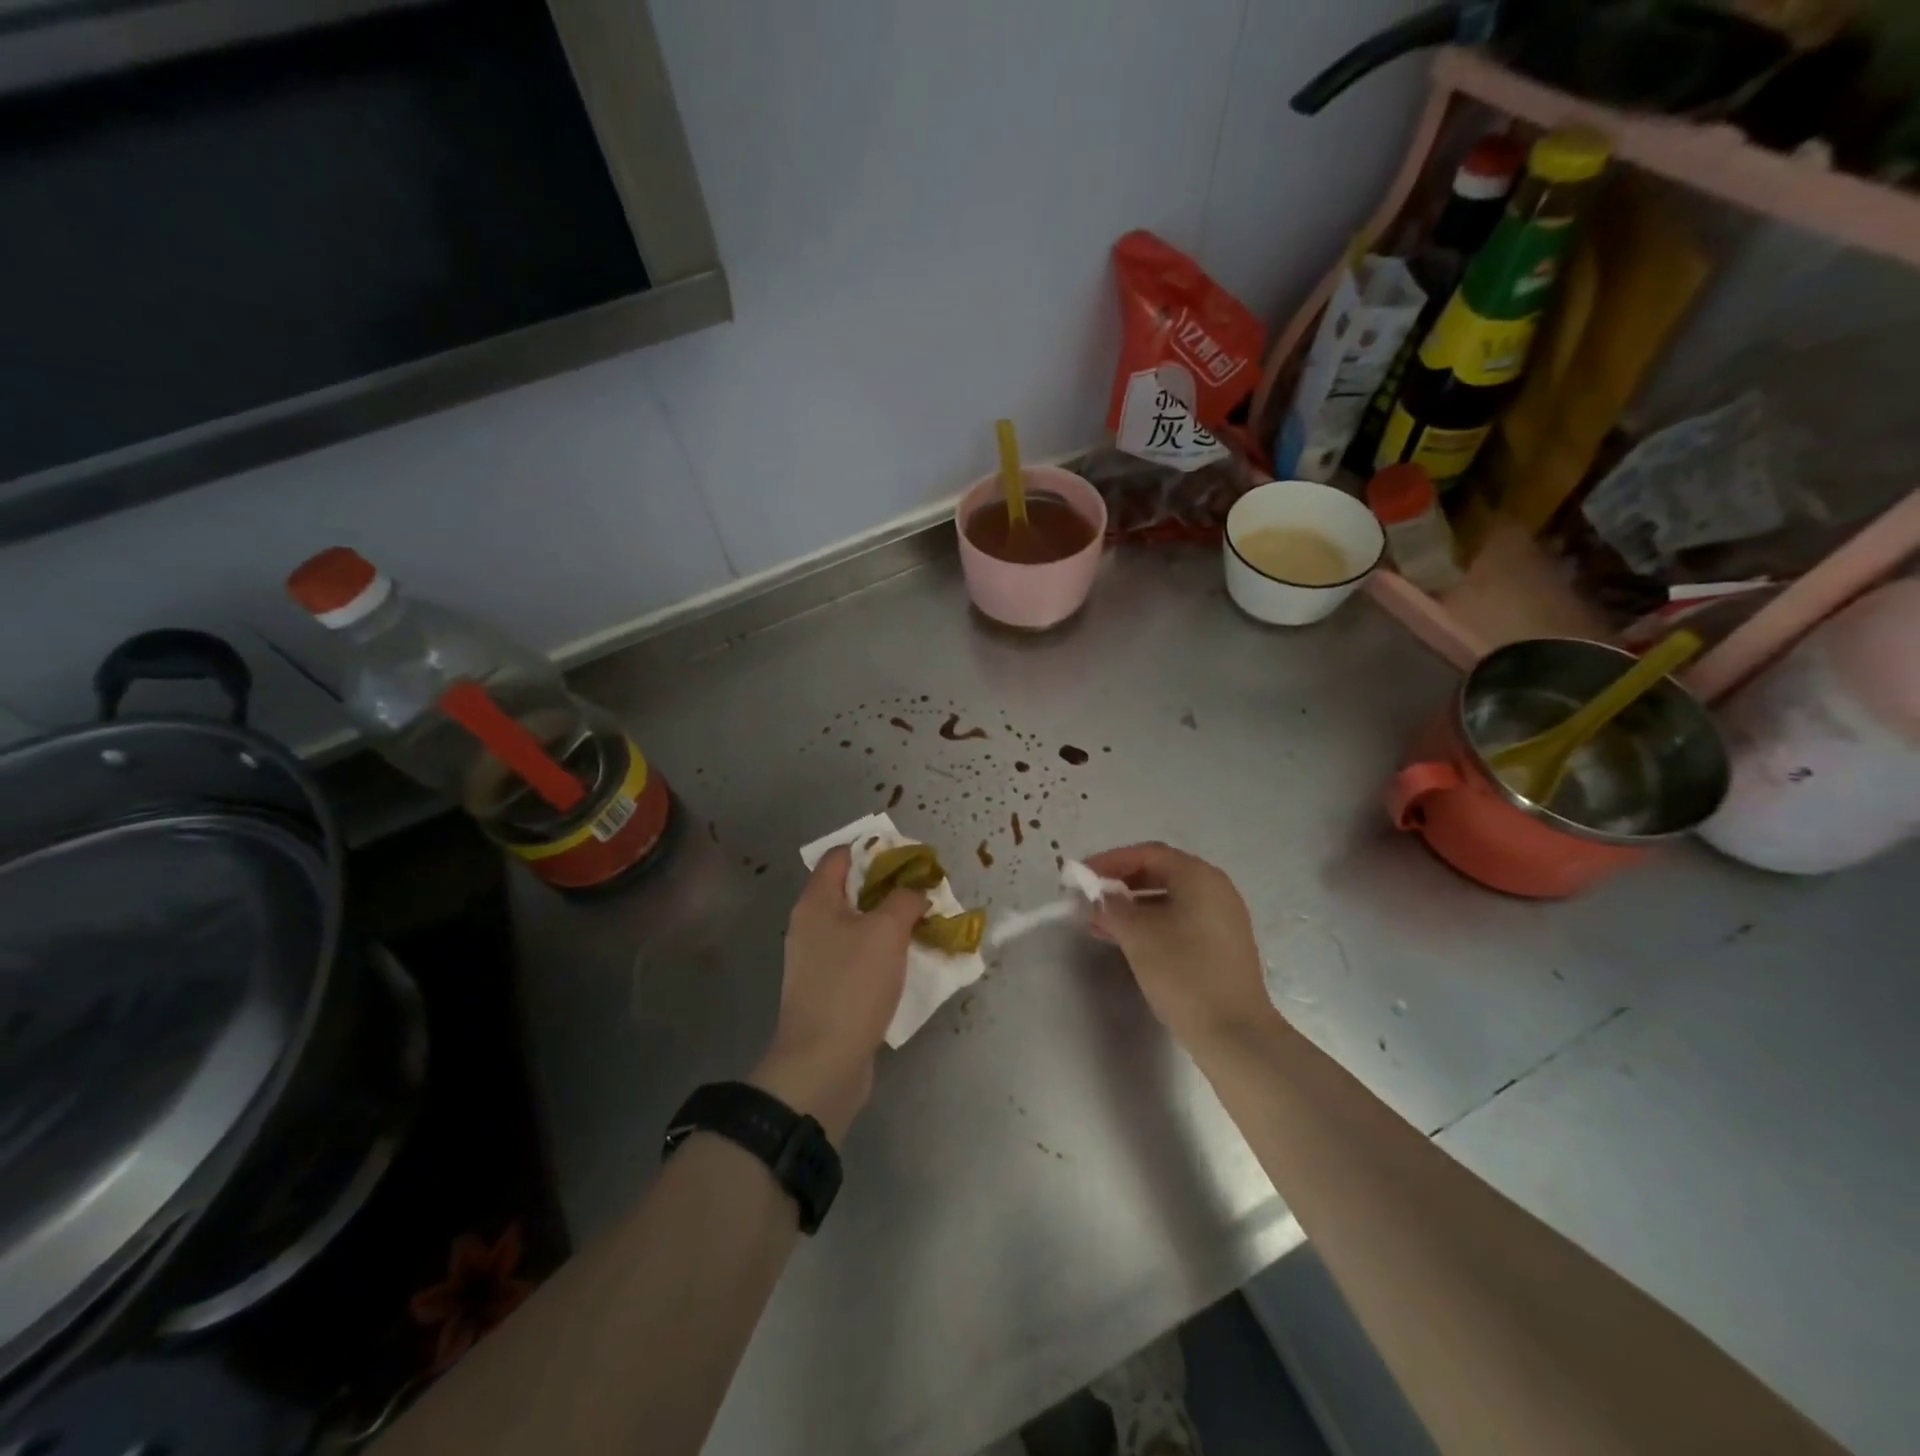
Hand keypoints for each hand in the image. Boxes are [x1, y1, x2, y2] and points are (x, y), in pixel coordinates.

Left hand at [752, 846, 926, 1141]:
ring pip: (859, 925)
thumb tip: (916, 891)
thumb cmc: (852, 985)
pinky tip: (911, 961)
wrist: (823, 1062)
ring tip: (927, 924)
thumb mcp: (886, 932)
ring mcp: (818, 959)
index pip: (840, 856)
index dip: (874, 849)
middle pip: (852, 890)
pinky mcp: (830, 989)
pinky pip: (860, 956)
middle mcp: (811, 925)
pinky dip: (885, 952)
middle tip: (925, 892)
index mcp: (816, 902)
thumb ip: (905, 900)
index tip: (910, 858)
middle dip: (890, 887)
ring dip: (891, 922)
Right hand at [1083, 842, 1275, 1050]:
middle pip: (1159, 872)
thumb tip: (1094, 896)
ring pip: (1168, 899)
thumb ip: (1110, 907)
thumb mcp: (1137, 935)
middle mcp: (1215, 888)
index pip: (1147, 853)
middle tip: (1088, 899)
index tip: (1081, 876)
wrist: (1235, 1034)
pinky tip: (1125, 940)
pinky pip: (1179, 919)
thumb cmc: (1184, 974)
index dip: (1110, 861)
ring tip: (1097, 923)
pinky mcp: (1222, 944)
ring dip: (1131, 907)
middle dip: (1119, 884)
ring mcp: (1222, 917)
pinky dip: (1150, 922)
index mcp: (1199, 876)